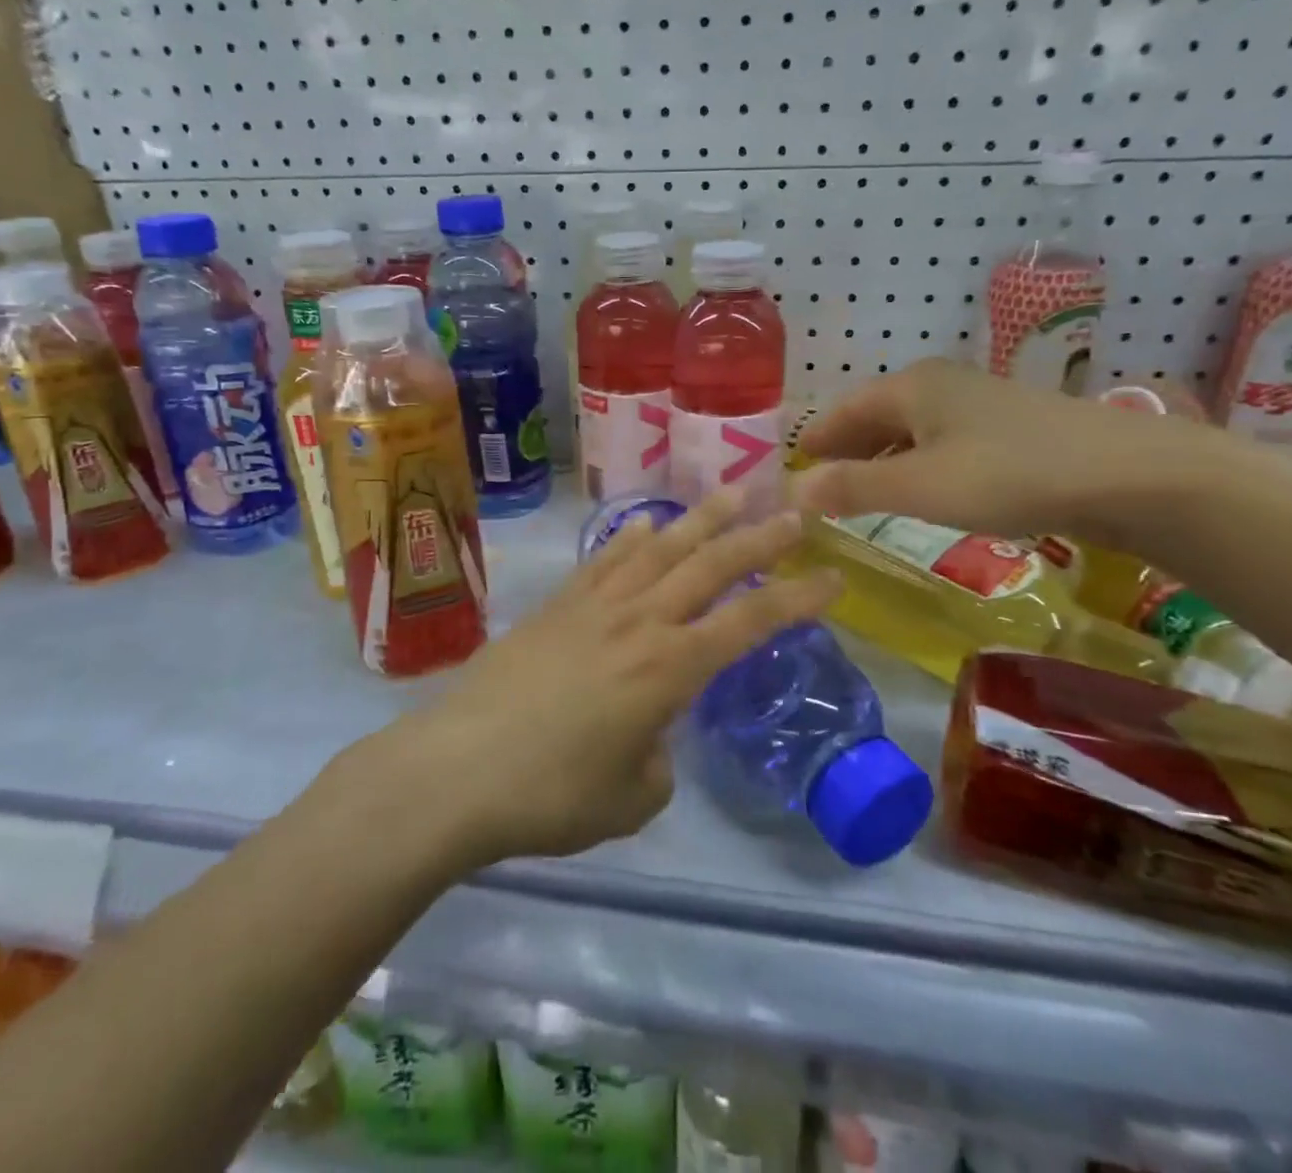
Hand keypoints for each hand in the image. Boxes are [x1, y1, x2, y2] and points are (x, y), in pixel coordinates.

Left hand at [376, 491, 841, 866]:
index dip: (797, 599)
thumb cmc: (551, 795)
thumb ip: (658, 762)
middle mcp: (639, 621)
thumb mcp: (630, 799)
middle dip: (759, 537)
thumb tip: (652, 736)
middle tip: (794, 511)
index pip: (750, 622)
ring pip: (659, 547)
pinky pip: (606, 558)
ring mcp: (594, 605)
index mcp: (670, 669)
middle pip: (711, 566)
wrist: (458, 770)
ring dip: (701, 519)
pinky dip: (634, 537)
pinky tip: (648, 526)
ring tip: (732, 491)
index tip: (833, 578)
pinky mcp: (556, 604)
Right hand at [790, 358, 1220, 542]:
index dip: (814, 438)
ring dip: (879, 459)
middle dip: (844, 449)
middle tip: (817, 485)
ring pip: (909, 430)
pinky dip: (915, 464)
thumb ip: (852, 488)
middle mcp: (939, 385)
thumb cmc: (1007, 474)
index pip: (842, 410)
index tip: (788, 465)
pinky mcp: (1007, 428)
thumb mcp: (918, 487)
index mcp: (910, 387)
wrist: (1128, 474)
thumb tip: (792, 491)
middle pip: (874, 415)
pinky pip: (940, 442)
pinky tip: (920, 489)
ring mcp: (977, 403)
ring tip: (859, 493)